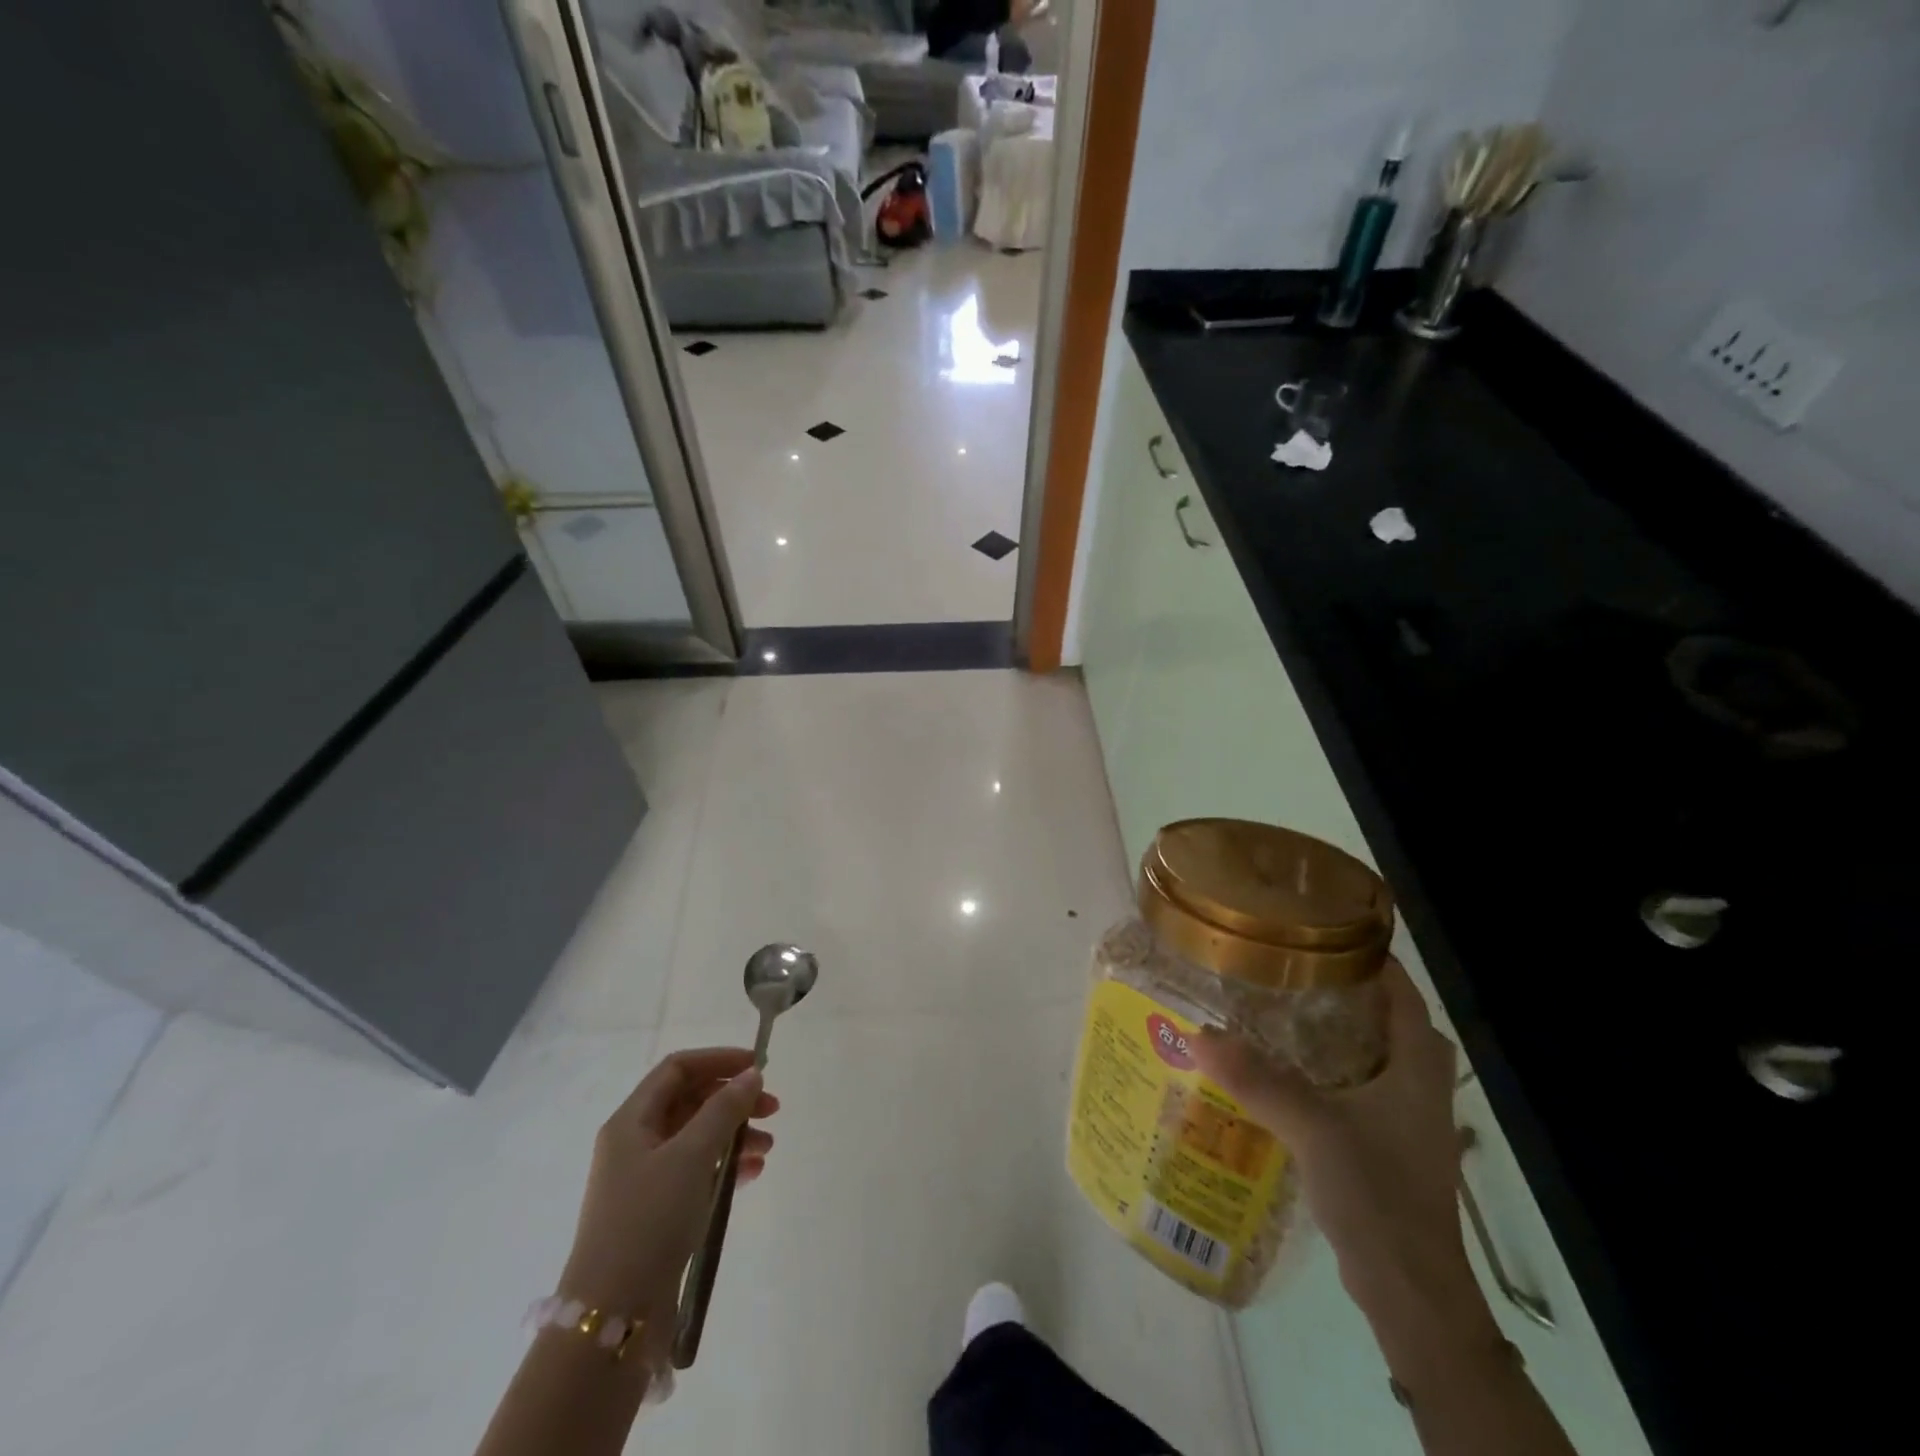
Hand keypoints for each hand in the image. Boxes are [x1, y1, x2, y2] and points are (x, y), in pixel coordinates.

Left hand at [558, 1047, 778, 1325]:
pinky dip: (725, 1166)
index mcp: (631, 1121)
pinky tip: (752, 1174)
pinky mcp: (657, 1212)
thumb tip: (751, 1074)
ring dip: (734, 1134)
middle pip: (690, 1101)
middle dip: (733, 1100)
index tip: (758, 1067)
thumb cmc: (649, 1220)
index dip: (718, 1060)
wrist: (612, 1317)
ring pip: (697, 1138)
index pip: (677, 1069)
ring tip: (768, 1147)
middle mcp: (634, 1143)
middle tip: (773, 1109)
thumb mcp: (692, 1155)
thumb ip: (724, 1109)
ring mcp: (644, 1179)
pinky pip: (697, 1171)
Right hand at [1194, 960, 1476, 1319]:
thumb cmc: (1378, 1194)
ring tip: (1275, 1007)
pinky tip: (1281, 1068)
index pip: (1401, 989)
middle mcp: (1420, 1083)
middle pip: (1386, 1017)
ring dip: (1331, 1030)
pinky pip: (1356, 1086)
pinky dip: (1325, 1068)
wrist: (1410, 1292)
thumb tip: (1198, 1034)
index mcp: (1419, 1066)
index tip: (1316, 929)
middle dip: (1341, 990)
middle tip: (1286, 968)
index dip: (1367, 955)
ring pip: (1370, 1052)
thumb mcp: (1313, 1127)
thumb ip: (1258, 1079)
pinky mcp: (1386, 1144)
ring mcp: (1405, 1116)